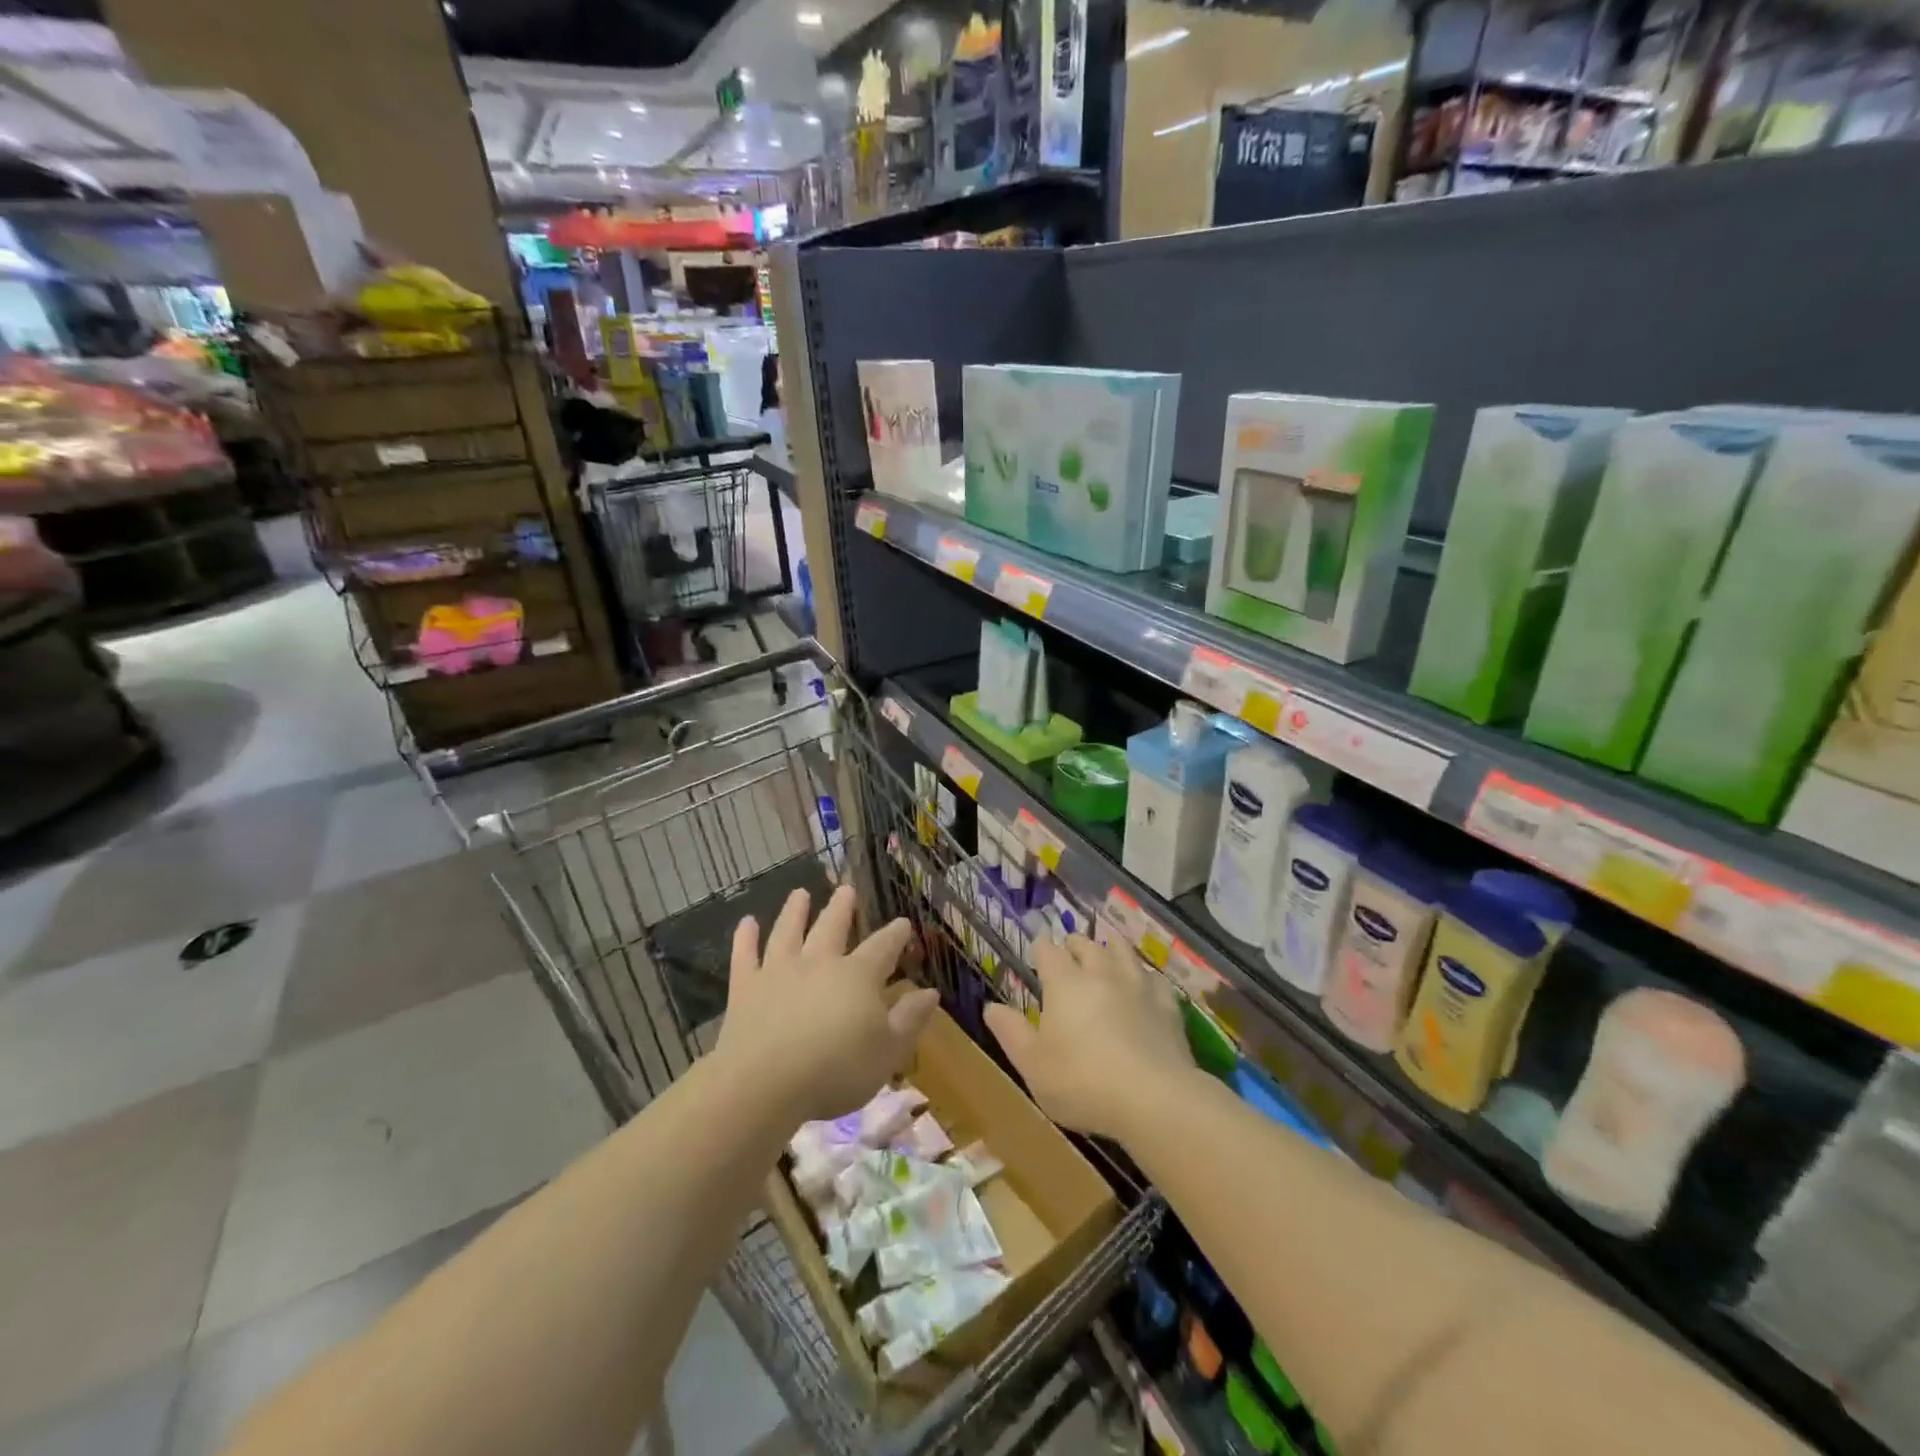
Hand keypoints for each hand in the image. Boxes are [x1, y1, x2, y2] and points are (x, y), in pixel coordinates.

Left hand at [717, 885, 939, 1123]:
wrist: (764, 1083)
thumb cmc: (836, 1070)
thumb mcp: (888, 1052)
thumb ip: (910, 1019)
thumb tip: (931, 992)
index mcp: (858, 976)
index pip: (882, 948)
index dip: (895, 934)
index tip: (903, 922)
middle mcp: (819, 963)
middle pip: (832, 928)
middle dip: (842, 908)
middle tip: (846, 889)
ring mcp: (779, 971)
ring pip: (788, 932)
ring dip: (794, 911)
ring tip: (799, 894)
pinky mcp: (746, 988)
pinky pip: (745, 956)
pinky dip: (745, 938)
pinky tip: (746, 923)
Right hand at [984, 935, 1194, 1142]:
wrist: (1154, 1098)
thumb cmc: (1082, 1082)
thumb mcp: (1032, 1064)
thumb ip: (1011, 1032)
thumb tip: (991, 1006)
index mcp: (1064, 983)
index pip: (1048, 951)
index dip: (1041, 948)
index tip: (1038, 949)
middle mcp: (1101, 973)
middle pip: (1087, 945)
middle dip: (1075, 944)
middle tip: (1070, 949)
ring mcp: (1137, 986)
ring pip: (1123, 952)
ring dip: (1111, 949)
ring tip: (1107, 951)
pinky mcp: (1167, 1005)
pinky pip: (1154, 979)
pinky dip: (1145, 977)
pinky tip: (1145, 986)